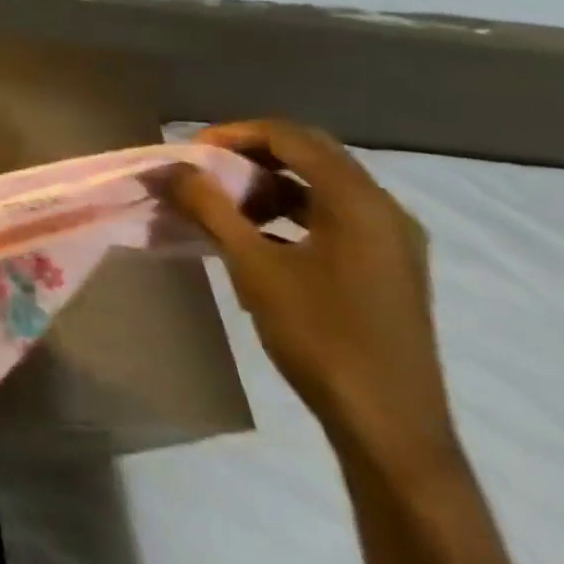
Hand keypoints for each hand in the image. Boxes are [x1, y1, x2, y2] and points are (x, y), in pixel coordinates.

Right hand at [165, 120, 458, 469]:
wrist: (389, 430)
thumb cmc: (321, 338)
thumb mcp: (254, 268)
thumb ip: (210, 208)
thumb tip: (171, 169)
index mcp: (359, 201)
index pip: (289, 136)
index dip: (234, 134)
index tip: (191, 154)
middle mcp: (384, 209)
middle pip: (309, 153)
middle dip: (250, 153)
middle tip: (204, 170)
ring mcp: (392, 239)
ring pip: (321, 184)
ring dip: (269, 182)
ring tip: (224, 202)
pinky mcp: (388, 266)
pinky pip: (333, 214)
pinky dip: (291, 210)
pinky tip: (257, 234)